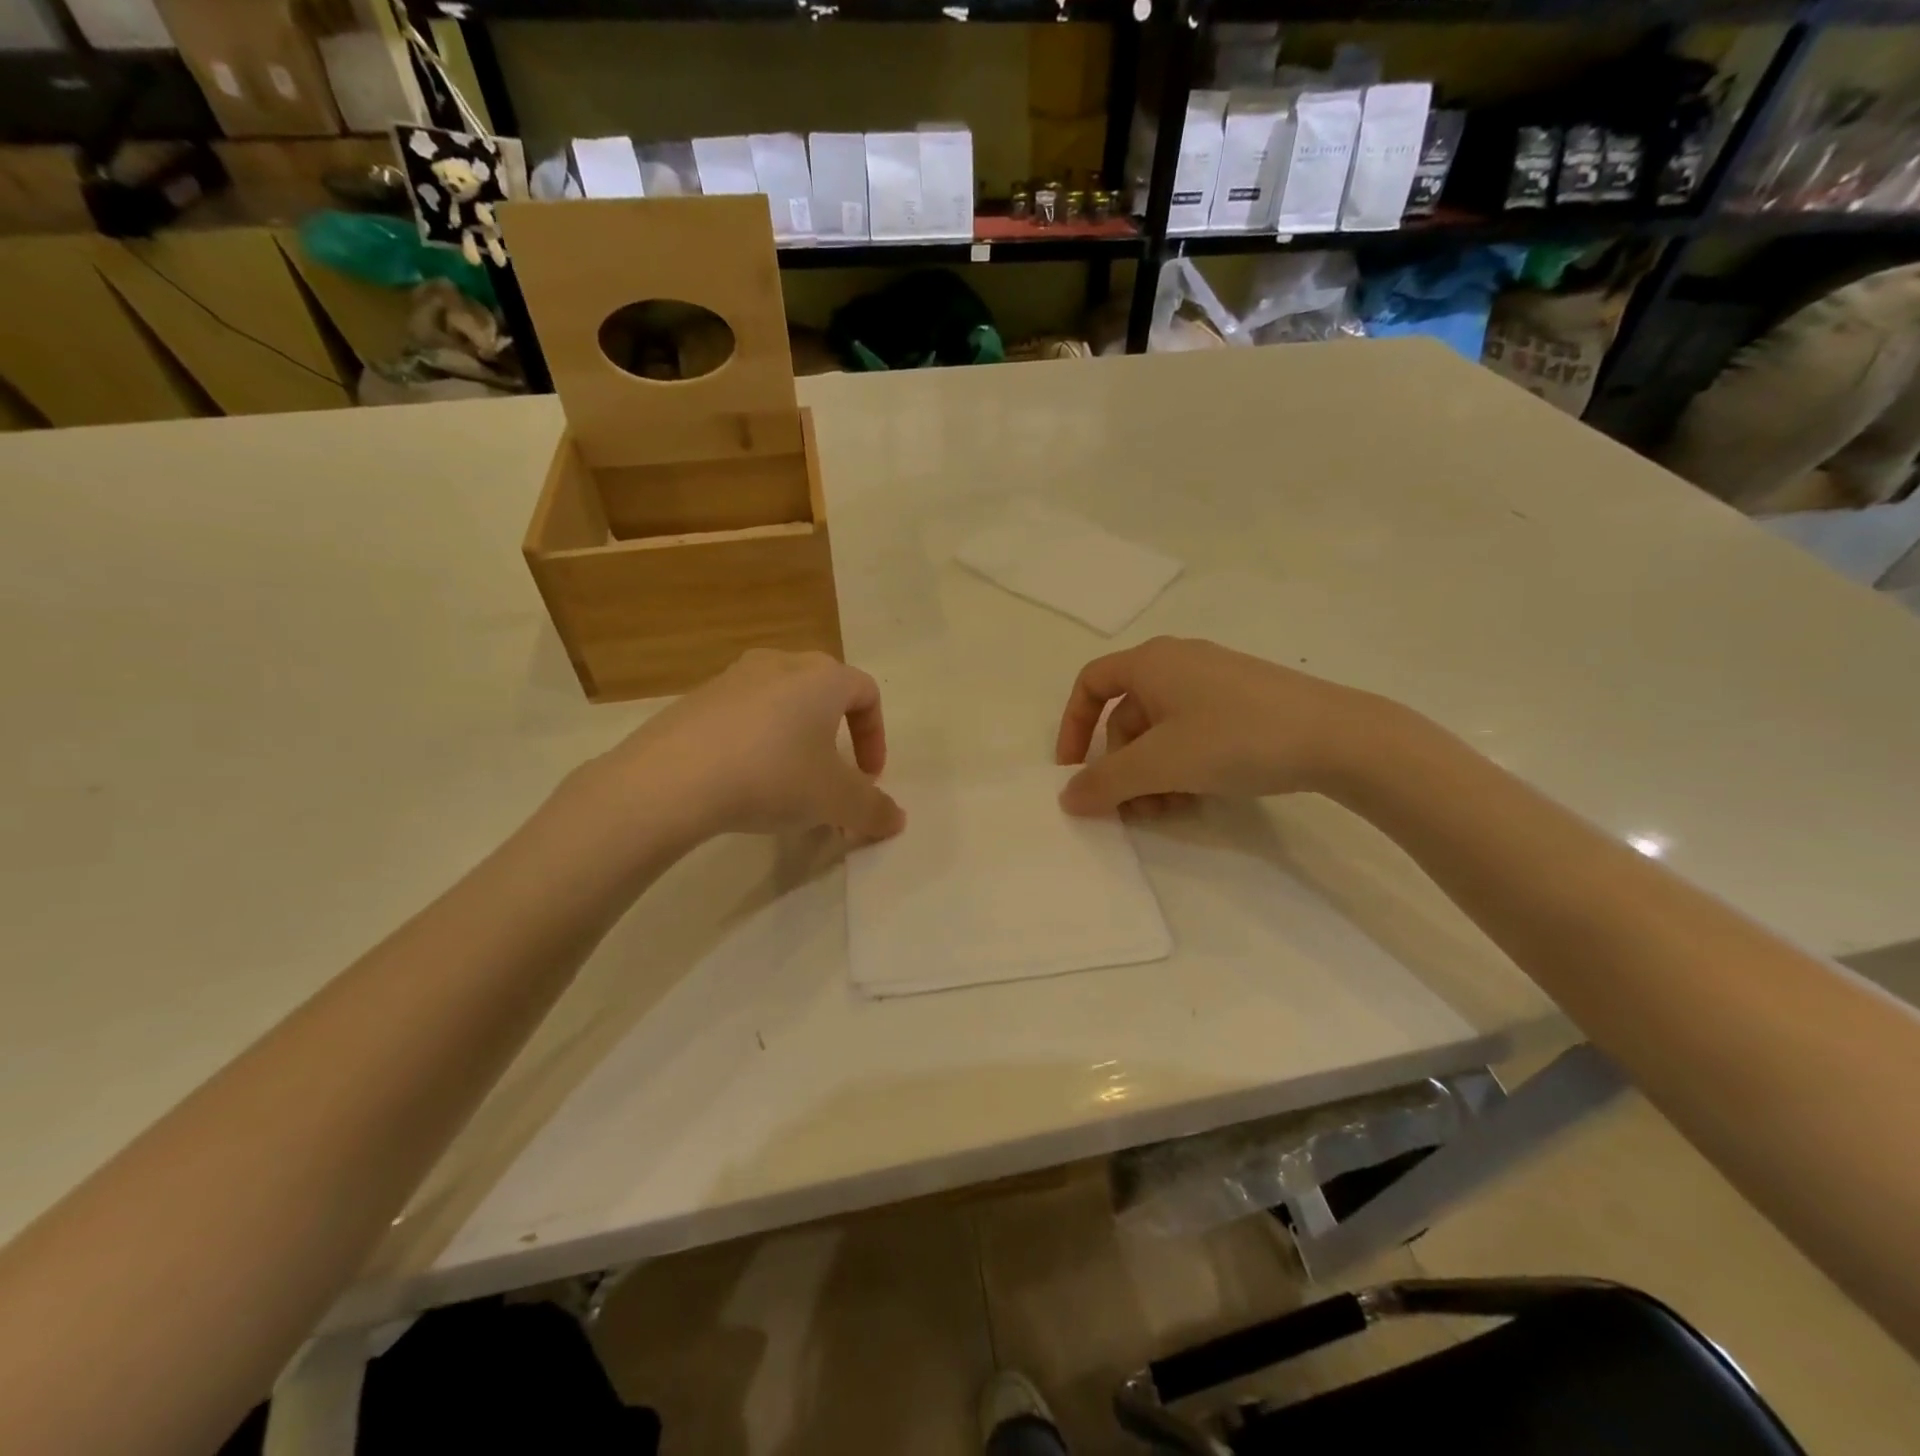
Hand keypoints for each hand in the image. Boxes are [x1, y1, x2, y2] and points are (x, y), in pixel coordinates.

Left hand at [594, 649, 905, 841]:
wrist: (672, 779)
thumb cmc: (773, 776)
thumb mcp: (835, 801)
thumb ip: (873, 809)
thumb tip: (896, 820)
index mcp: (822, 677)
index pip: (866, 692)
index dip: (876, 736)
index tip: (868, 777)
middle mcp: (779, 664)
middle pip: (822, 690)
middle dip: (836, 733)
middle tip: (831, 773)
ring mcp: (731, 678)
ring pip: (779, 701)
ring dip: (794, 737)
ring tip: (786, 780)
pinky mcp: (693, 700)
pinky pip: (740, 715)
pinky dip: (754, 741)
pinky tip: (741, 780)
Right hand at [1054, 637, 1389, 815]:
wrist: (1338, 737)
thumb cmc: (1234, 738)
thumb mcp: (1160, 764)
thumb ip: (1105, 782)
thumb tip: (1067, 798)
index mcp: (1151, 662)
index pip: (1091, 684)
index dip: (1072, 726)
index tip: (1073, 770)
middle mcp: (1178, 663)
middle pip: (1127, 716)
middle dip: (1121, 766)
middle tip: (1130, 808)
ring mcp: (1215, 682)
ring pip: (1161, 730)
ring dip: (1152, 774)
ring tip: (1166, 811)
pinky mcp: (1245, 702)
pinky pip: (1194, 732)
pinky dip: (1183, 766)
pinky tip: (1197, 799)